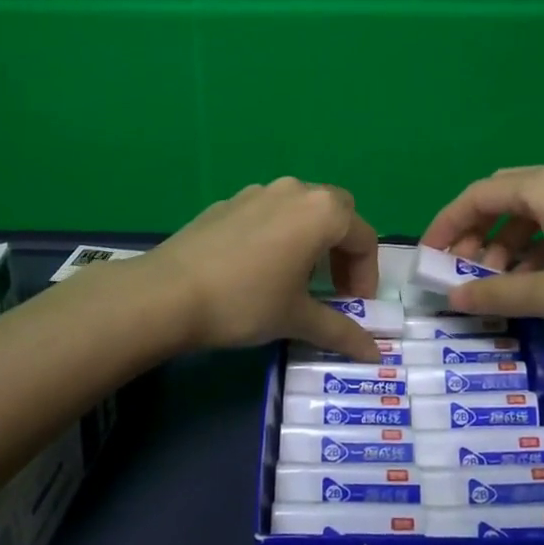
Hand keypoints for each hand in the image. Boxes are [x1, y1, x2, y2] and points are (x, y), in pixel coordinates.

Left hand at [144, 177, 383, 358]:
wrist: (168, 292)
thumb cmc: (245, 302)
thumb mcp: (297, 319)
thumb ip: (341, 331)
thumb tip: (375, 354)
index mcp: (321, 212)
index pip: (364, 239)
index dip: (367, 276)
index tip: (356, 306)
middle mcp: (295, 191)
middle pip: (337, 212)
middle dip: (344, 250)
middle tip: (334, 288)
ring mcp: (259, 191)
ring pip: (302, 209)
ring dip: (312, 239)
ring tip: (297, 279)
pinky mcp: (229, 201)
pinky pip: (269, 213)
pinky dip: (280, 234)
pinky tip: (259, 269)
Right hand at [420, 159, 543, 352]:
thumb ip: (498, 294)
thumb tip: (452, 300)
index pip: (478, 196)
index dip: (446, 225)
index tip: (428, 257)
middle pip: (504, 195)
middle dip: (477, 233)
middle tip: (461, 272)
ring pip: (534, 207)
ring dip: (509, 241)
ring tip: (499, 281)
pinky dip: (539, 241)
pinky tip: (537, 275)